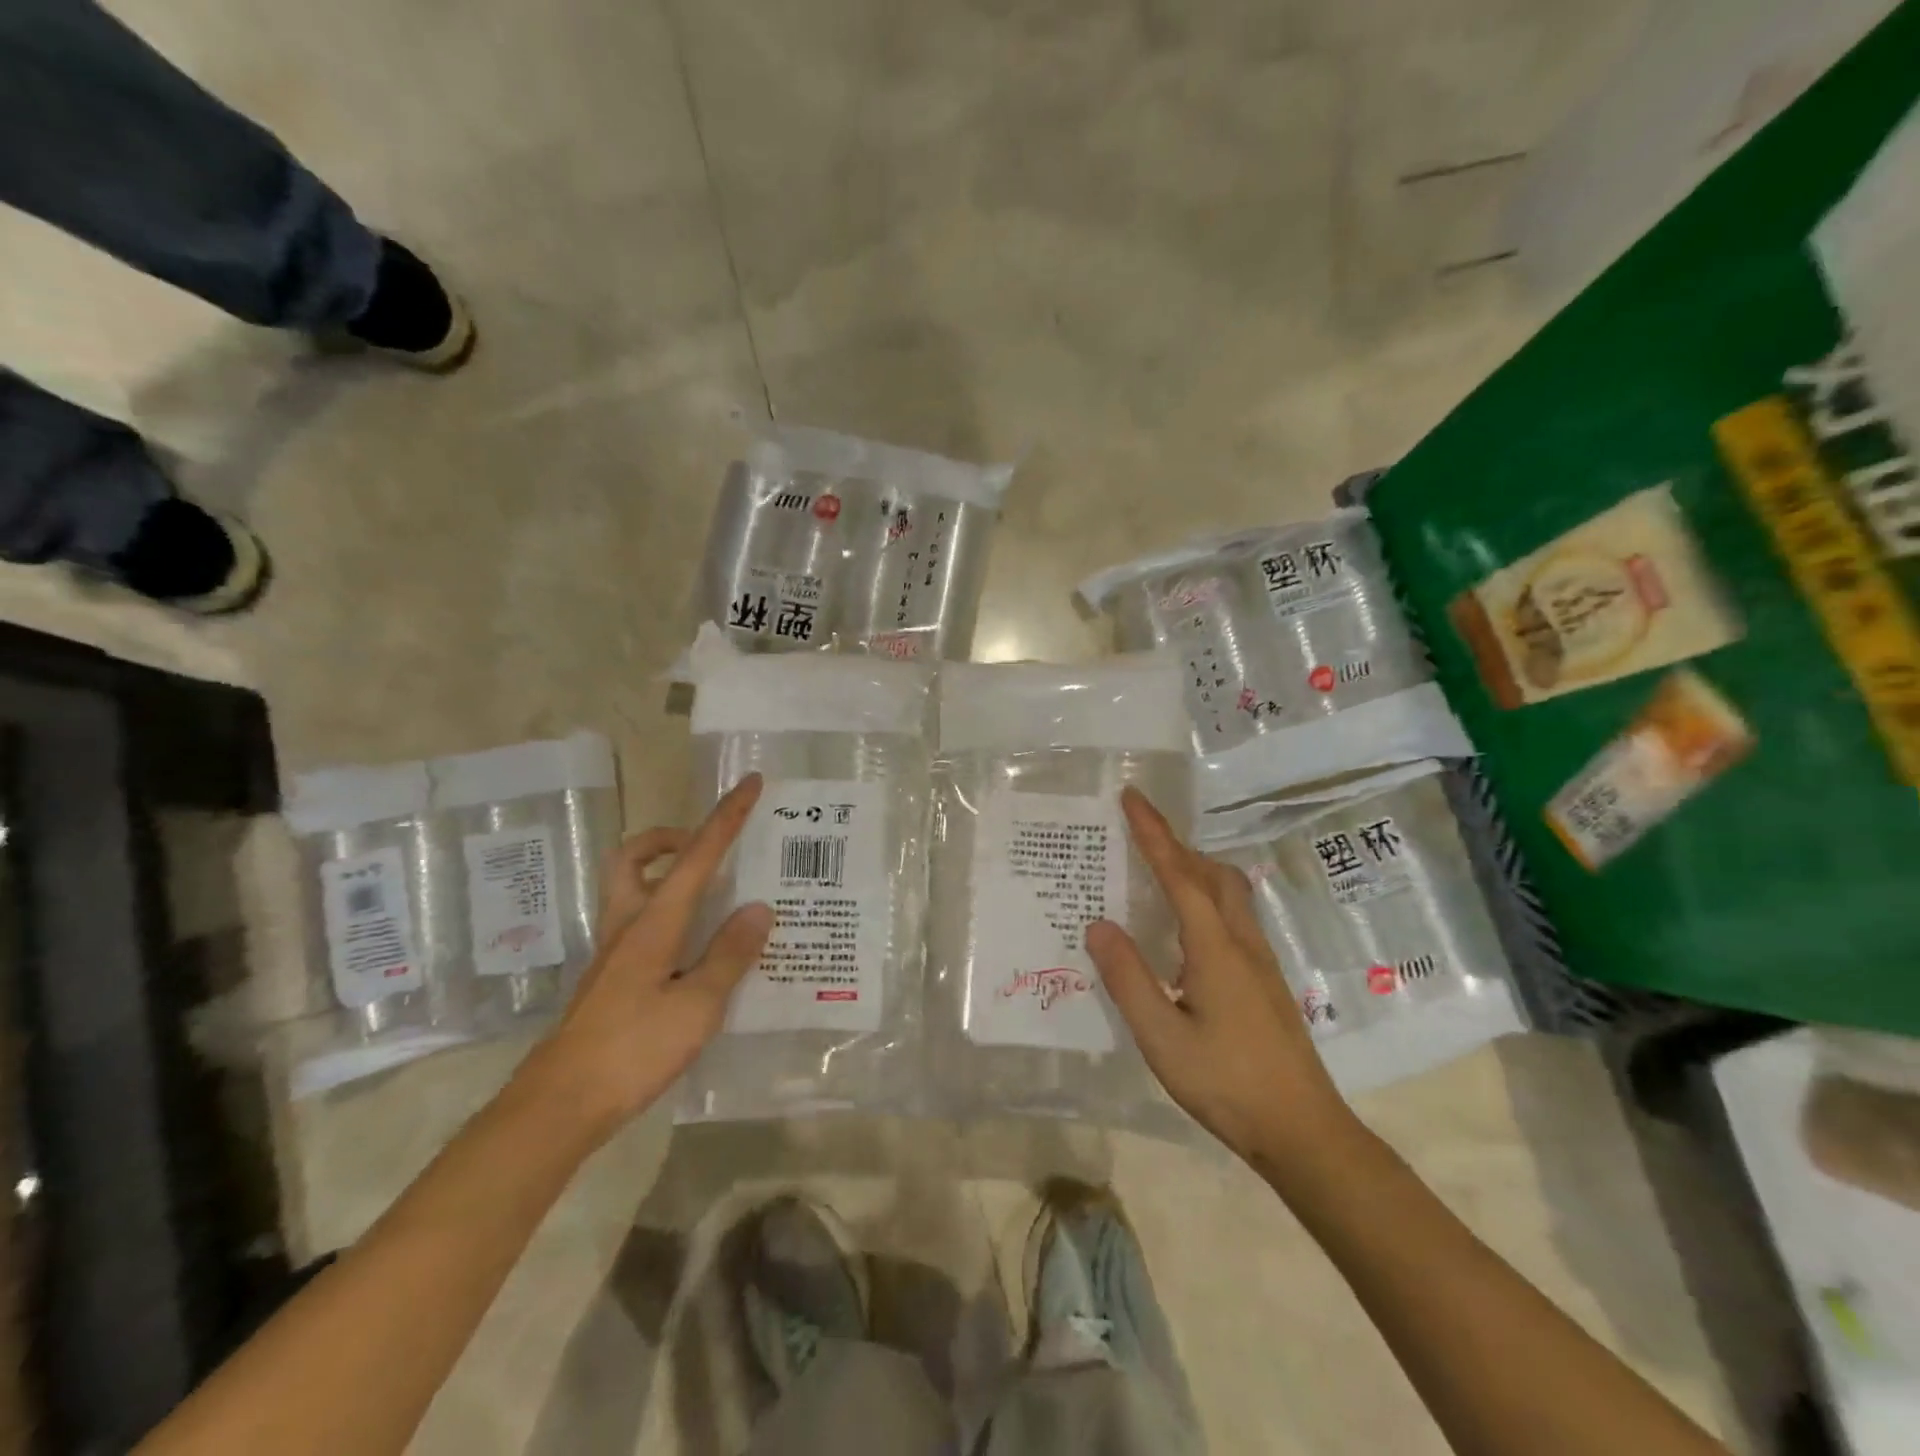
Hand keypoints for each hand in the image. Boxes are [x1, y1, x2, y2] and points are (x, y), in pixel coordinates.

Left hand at [517, 775, 772, 1139]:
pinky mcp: (612, 978)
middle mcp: (629, 926)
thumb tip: (758, 908)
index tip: (749, 783)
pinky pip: (641, 924)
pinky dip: (670, 915)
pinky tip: (699, 949)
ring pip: (632, 889)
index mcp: (654, 924)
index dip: (726, 818)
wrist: (560, 1105)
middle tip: (709, 850)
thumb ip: (729, 955)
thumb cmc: (633, 1051)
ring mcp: (615, 953)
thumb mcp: (697, 1006)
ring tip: (713, 896)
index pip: (696, 857)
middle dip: (671, 838)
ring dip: (667, 874)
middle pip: (636, 858)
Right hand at [1085, 787, 1360, 1171]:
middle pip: (1211, 874)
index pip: (1180, 874)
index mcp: (1215, 947)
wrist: (1303, 1130)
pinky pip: (1232, 915)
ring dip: (1193, 868)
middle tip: (1138, 832)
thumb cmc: (1227, 1083)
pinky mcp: (1264, 980)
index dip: (1154, 833)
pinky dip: (1204, 896)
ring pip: (1227, 893)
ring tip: (1156, 870)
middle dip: (1175, 845)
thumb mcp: (1162, 1038)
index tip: (1132, 797)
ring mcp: (1259, 961)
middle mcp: (1242, 942)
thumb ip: (1128, 979)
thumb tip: (1097, 924)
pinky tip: (1184, 927)